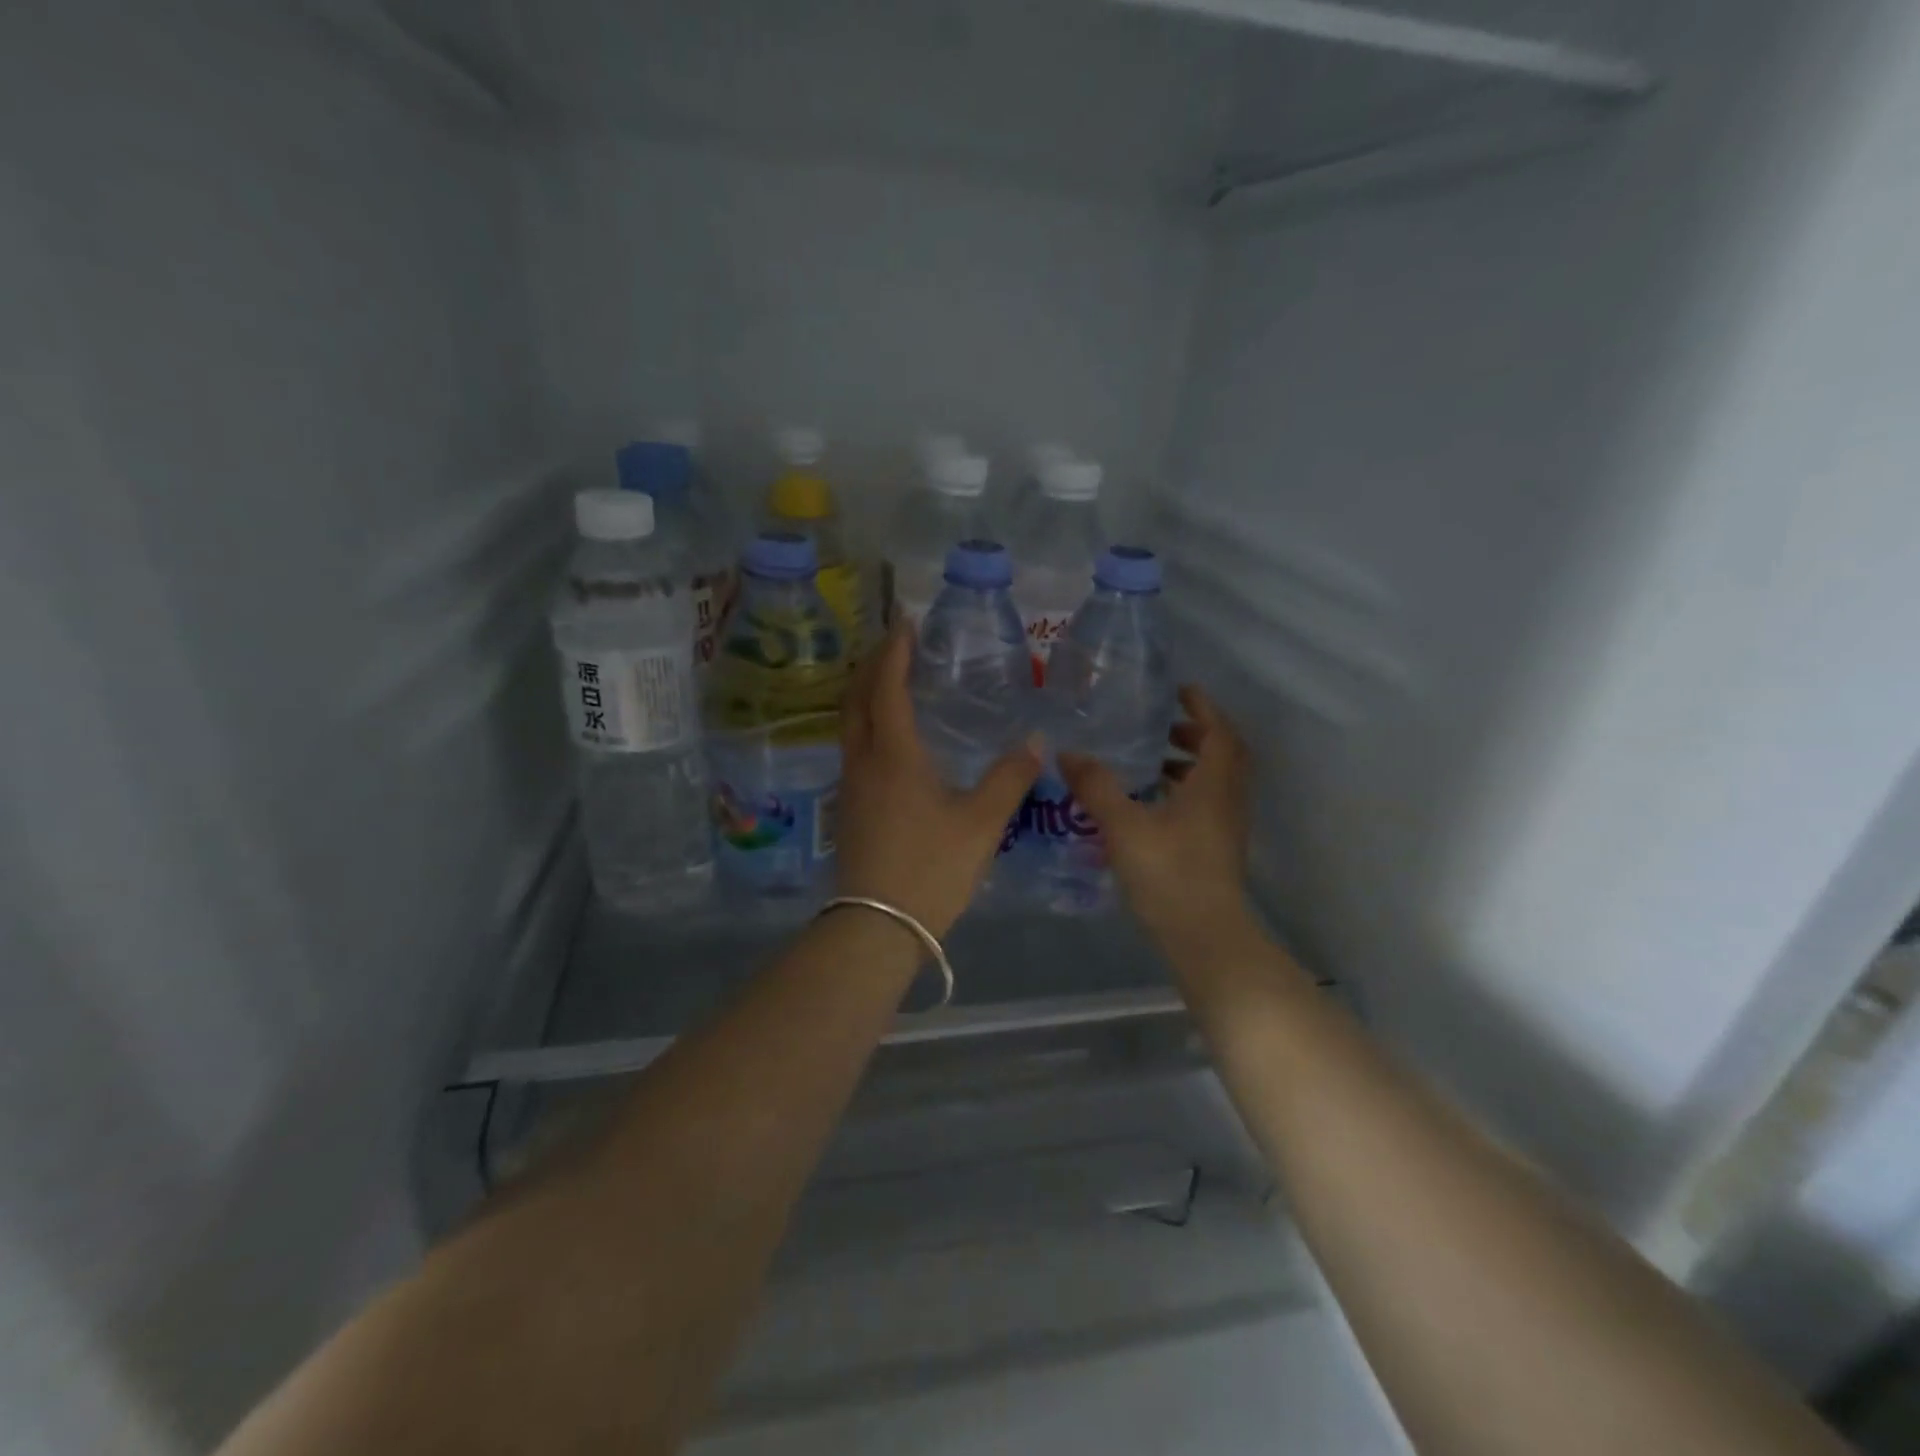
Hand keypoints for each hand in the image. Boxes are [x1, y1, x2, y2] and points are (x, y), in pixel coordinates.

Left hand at [835, 625, 1040, 938]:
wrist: (877, 926)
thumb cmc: (930, 867)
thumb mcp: (981, 823)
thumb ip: (1009, 778)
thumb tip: (1036, 742)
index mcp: (893, 754)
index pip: (887, 686)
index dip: (895, 651)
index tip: (905, 621)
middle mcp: (863, 760)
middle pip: (857, 697)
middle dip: (873, 663)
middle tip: (896, 642)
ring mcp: (850, 785)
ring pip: (849, 722)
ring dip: (865, 692)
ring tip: (891, 680)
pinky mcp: (848, 808)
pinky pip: (852, 747)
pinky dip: (866, 722)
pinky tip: (889, 737)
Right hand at [1059, 685, 1253, 944]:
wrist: (1205, 937)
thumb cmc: (1169, 873)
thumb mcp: (1124, 826)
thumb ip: (1096, 787)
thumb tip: (1067, 753)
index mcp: (1214, 785)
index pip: (1219, 732)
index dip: (1203, 707)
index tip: (1180, 691)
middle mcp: (1227, 800)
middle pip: (1223, 754)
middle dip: (1196, 734)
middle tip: (1162, 726)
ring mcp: (1226, 827)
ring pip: (1215, 782)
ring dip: (1190, 764)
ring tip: (1150, 762)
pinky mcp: (1217, 849)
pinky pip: (1207, 804)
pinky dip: (1185, 791)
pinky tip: (1150, 804)